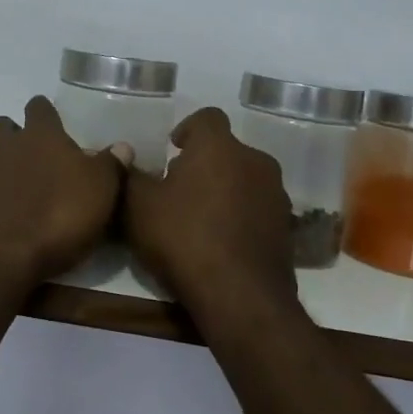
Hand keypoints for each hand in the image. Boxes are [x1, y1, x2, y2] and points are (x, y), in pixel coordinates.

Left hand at [0, 97, 130, 297]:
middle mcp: (1, 146)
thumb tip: (122, 146)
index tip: (51, 122)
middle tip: (30, 160)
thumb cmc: (55, 221)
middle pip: (2, 127)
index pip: (40, 109)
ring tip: (9, 195)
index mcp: (40, 138)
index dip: (45, 113)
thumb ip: (110, 167)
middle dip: (13, 137)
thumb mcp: (99, 195)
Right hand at [124, 108, 302, 334]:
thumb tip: (126, 156)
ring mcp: (276, 194)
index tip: (173, 147)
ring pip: (245, 178)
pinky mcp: (286, 226)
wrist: (240, 296)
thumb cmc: (184, 239)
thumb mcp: (139, 207)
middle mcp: (254, 160)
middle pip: (227, 150)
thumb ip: (131, 175)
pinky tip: (222, 240)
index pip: (207, 117)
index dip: (188, 128)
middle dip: (204, 162)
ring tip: (200, 217)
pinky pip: (257, 208)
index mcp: (219, 147)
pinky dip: (240, 214)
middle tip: (179, 187)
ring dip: (224, 188)